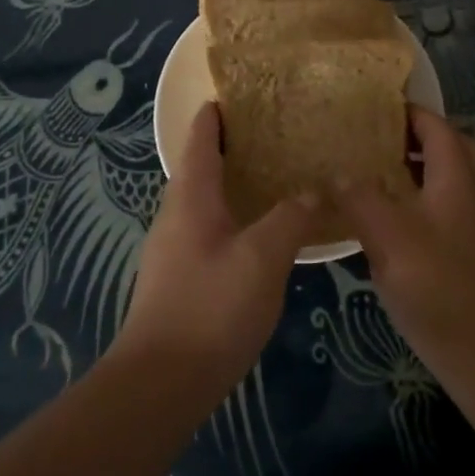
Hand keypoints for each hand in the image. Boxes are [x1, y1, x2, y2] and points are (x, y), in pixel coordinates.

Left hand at [109, 103, 319, 403]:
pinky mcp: (181, 278)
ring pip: (206, 201)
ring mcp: (174, 249)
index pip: (200, 139)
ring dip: (234, 183)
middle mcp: (176, 215)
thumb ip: (289, 218)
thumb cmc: (211, 307)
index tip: (241, 94)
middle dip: (231, 147)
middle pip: (201, 166)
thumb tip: (313, 190)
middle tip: (274, 134)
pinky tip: (262, 233)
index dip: (216, 113)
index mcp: (191, 197)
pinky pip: (210, 230)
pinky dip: (234, 217)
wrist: (162, 381)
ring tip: (275, 177)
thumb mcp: (262, 257)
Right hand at [338, 107, 474, 369]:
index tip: (369, 105)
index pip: (435, 125)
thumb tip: (337, 173)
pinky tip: (383, 213)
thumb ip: (360, 197)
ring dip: (414, 165)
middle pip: (447, 145)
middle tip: (371, 136)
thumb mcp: (388, 236)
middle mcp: (470, 190)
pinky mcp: (465, 245)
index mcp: (457, 176)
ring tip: (371, 168)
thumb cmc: (435, 283)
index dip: (406, 110)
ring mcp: (471, 219)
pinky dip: (416, 194)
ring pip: (445, 175)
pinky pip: (441, 202)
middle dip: (412, 134)